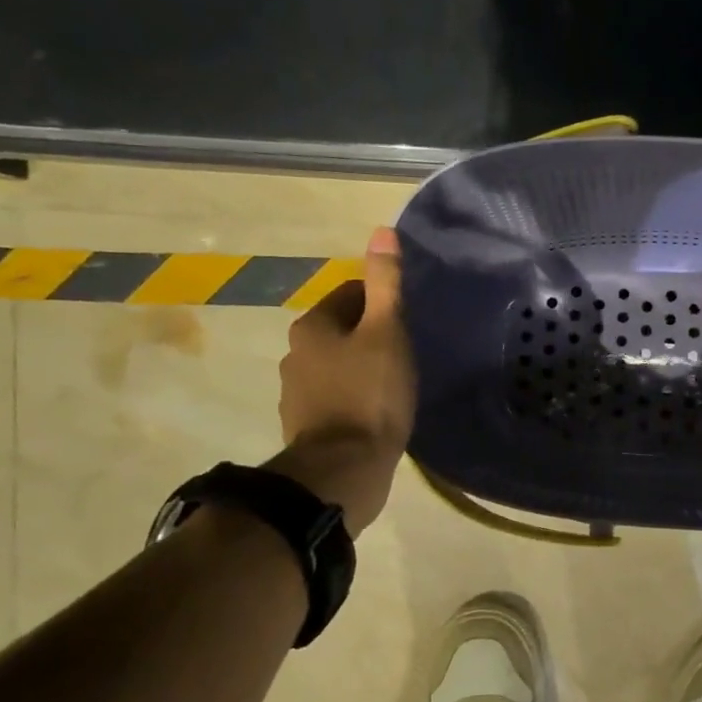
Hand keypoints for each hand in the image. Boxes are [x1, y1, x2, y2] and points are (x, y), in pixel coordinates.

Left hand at [270, 227, 415, 534]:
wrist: (344, 469)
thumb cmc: (370, 395)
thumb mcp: (386, 332)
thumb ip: (386, 284)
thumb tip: (382, 231)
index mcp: (312, 326)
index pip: (349, 294)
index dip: (382, 303)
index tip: (406, 323)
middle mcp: (295, 354)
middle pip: (341, 330)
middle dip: (370, 336)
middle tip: (405, 354)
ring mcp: (297, 392)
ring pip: (337, 366)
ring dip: (361, 369)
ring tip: (394, 386)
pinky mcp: (306, 425)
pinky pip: (334, 398)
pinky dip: (353, 399)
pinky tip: (376, 414)